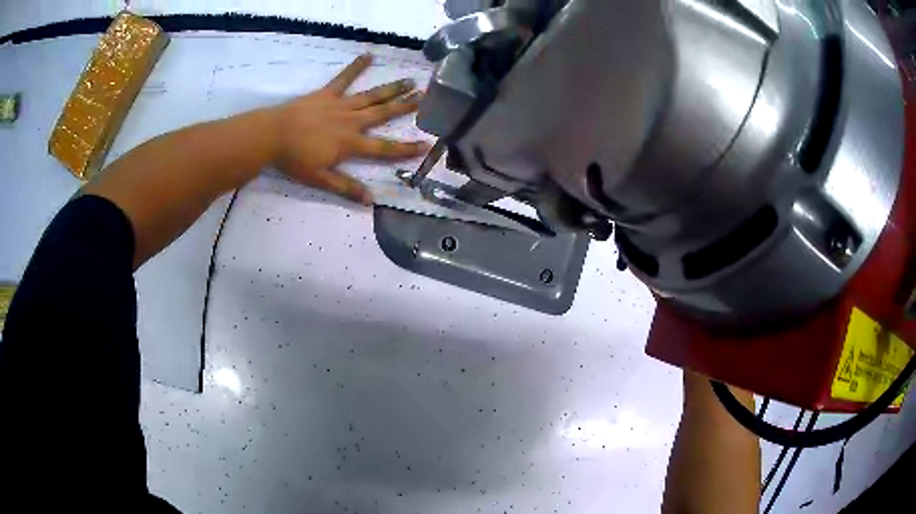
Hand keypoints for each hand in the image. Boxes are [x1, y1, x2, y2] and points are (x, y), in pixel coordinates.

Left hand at [270, 54, 429, 203]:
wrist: (272, 134)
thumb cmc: (295, 159)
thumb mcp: (320, 179)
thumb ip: (345, 187)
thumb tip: (370, 200)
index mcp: (350, 143)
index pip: (383, 148)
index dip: (405, 148)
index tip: (426, 144)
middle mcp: (351, 121)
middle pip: (383, 113)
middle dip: (405, 106)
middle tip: (425, 97)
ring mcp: (340, 105)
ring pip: (371, 96)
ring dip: (391, 88)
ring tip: (410, 81)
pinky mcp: (327, 94)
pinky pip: (344, 78)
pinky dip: (356, 67)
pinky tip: (369, 56)